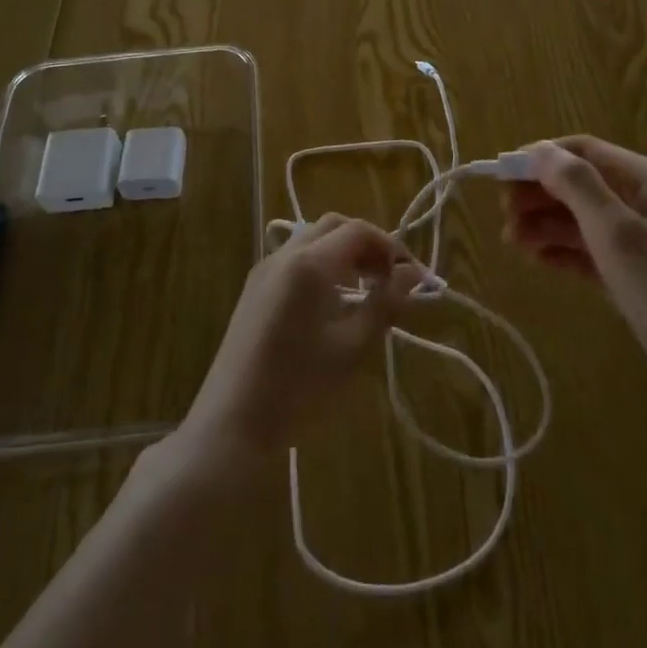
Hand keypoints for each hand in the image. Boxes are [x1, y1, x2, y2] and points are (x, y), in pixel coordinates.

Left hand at [171, 215, 425, 473]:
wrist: (232, 421)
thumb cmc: (299, 387)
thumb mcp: (352, 347)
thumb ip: (385, 303)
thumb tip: (413, 273)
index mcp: (309, 263)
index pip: (359, 231)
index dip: (391, 246)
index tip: (414, 276)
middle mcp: (284, 254)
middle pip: (334, 226)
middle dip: (367, 244)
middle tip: (391, 277)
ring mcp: (264, 268)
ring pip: (312, 238)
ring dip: (344, 251)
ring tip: (368, 287)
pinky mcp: (254, 287)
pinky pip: (294, 257)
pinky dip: (322, 263)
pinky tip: (334, 299)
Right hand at [502, 136, 646, 447]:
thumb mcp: (620, 235)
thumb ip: (577, 187)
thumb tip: (538, 150)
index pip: (583, 151)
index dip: (539, 158)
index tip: (498, 177)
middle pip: (582, 184)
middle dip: (540, 194)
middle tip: (503, 219)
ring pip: (585, 221)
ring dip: (547, 225)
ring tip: (511, 242)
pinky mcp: (644, 283)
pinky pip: (595, 255)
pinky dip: (565, 253)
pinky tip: (537, 261)